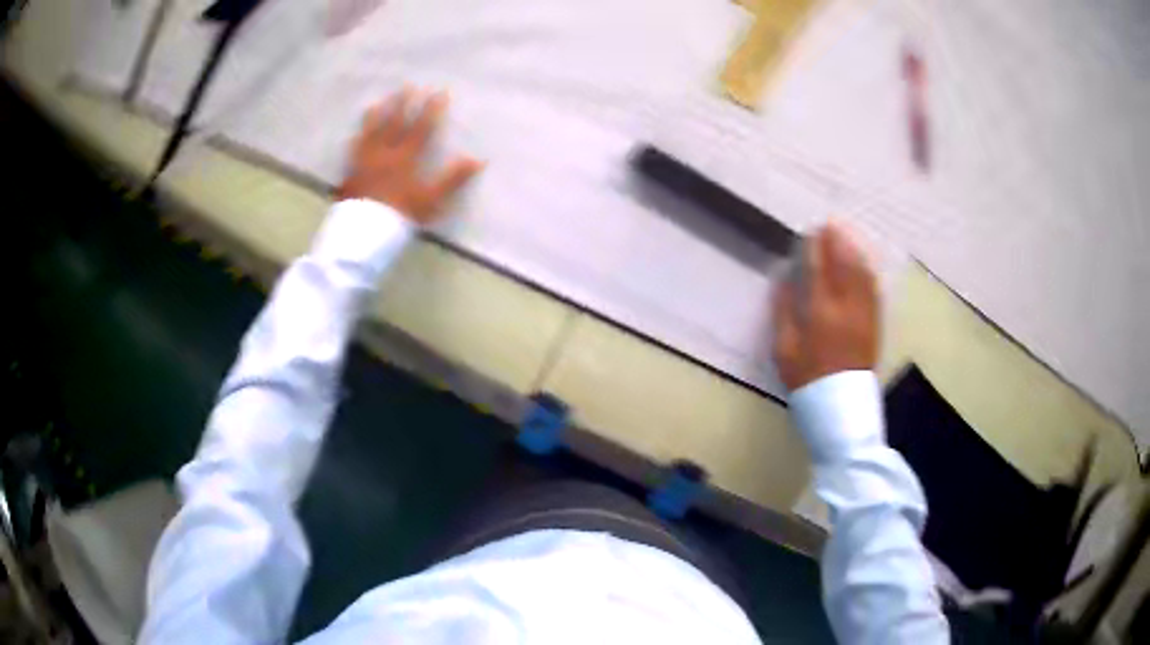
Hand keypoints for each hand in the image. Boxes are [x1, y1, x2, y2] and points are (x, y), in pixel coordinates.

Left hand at [338, 88, 482, 224]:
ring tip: (379, 101)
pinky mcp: (350, 172)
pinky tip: (355, 134)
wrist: (363, 232)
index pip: (421, 128)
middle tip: (407, 86)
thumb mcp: (431, 200)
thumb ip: (452, 179)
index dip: (431, 109)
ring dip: (376, 115)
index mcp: (405, 158)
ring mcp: (364, 161)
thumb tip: (478, 160)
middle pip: (393, 124)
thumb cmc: (400, 216)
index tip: (439, 92)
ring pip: (370, 132)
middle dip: (403, 104)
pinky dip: (357, 139)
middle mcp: (383, 153)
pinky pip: (353, 150)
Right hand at [772, 222, 879, 390]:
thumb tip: (784, 280)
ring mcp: (864, 314)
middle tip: (831, 224)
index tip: (813, 231)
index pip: (821, 269)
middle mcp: (847, 307)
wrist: (840, 406)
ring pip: (862, 273)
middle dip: (838, 241)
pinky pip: (873, 289)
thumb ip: (783, 312)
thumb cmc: (807, 378)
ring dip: (854, 251)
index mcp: (821, 312)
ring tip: (846, 236)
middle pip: (845, 265)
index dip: (817, 247)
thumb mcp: (784, 350)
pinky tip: (862, 263)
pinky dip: (866, 270)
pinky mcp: (874, 323)